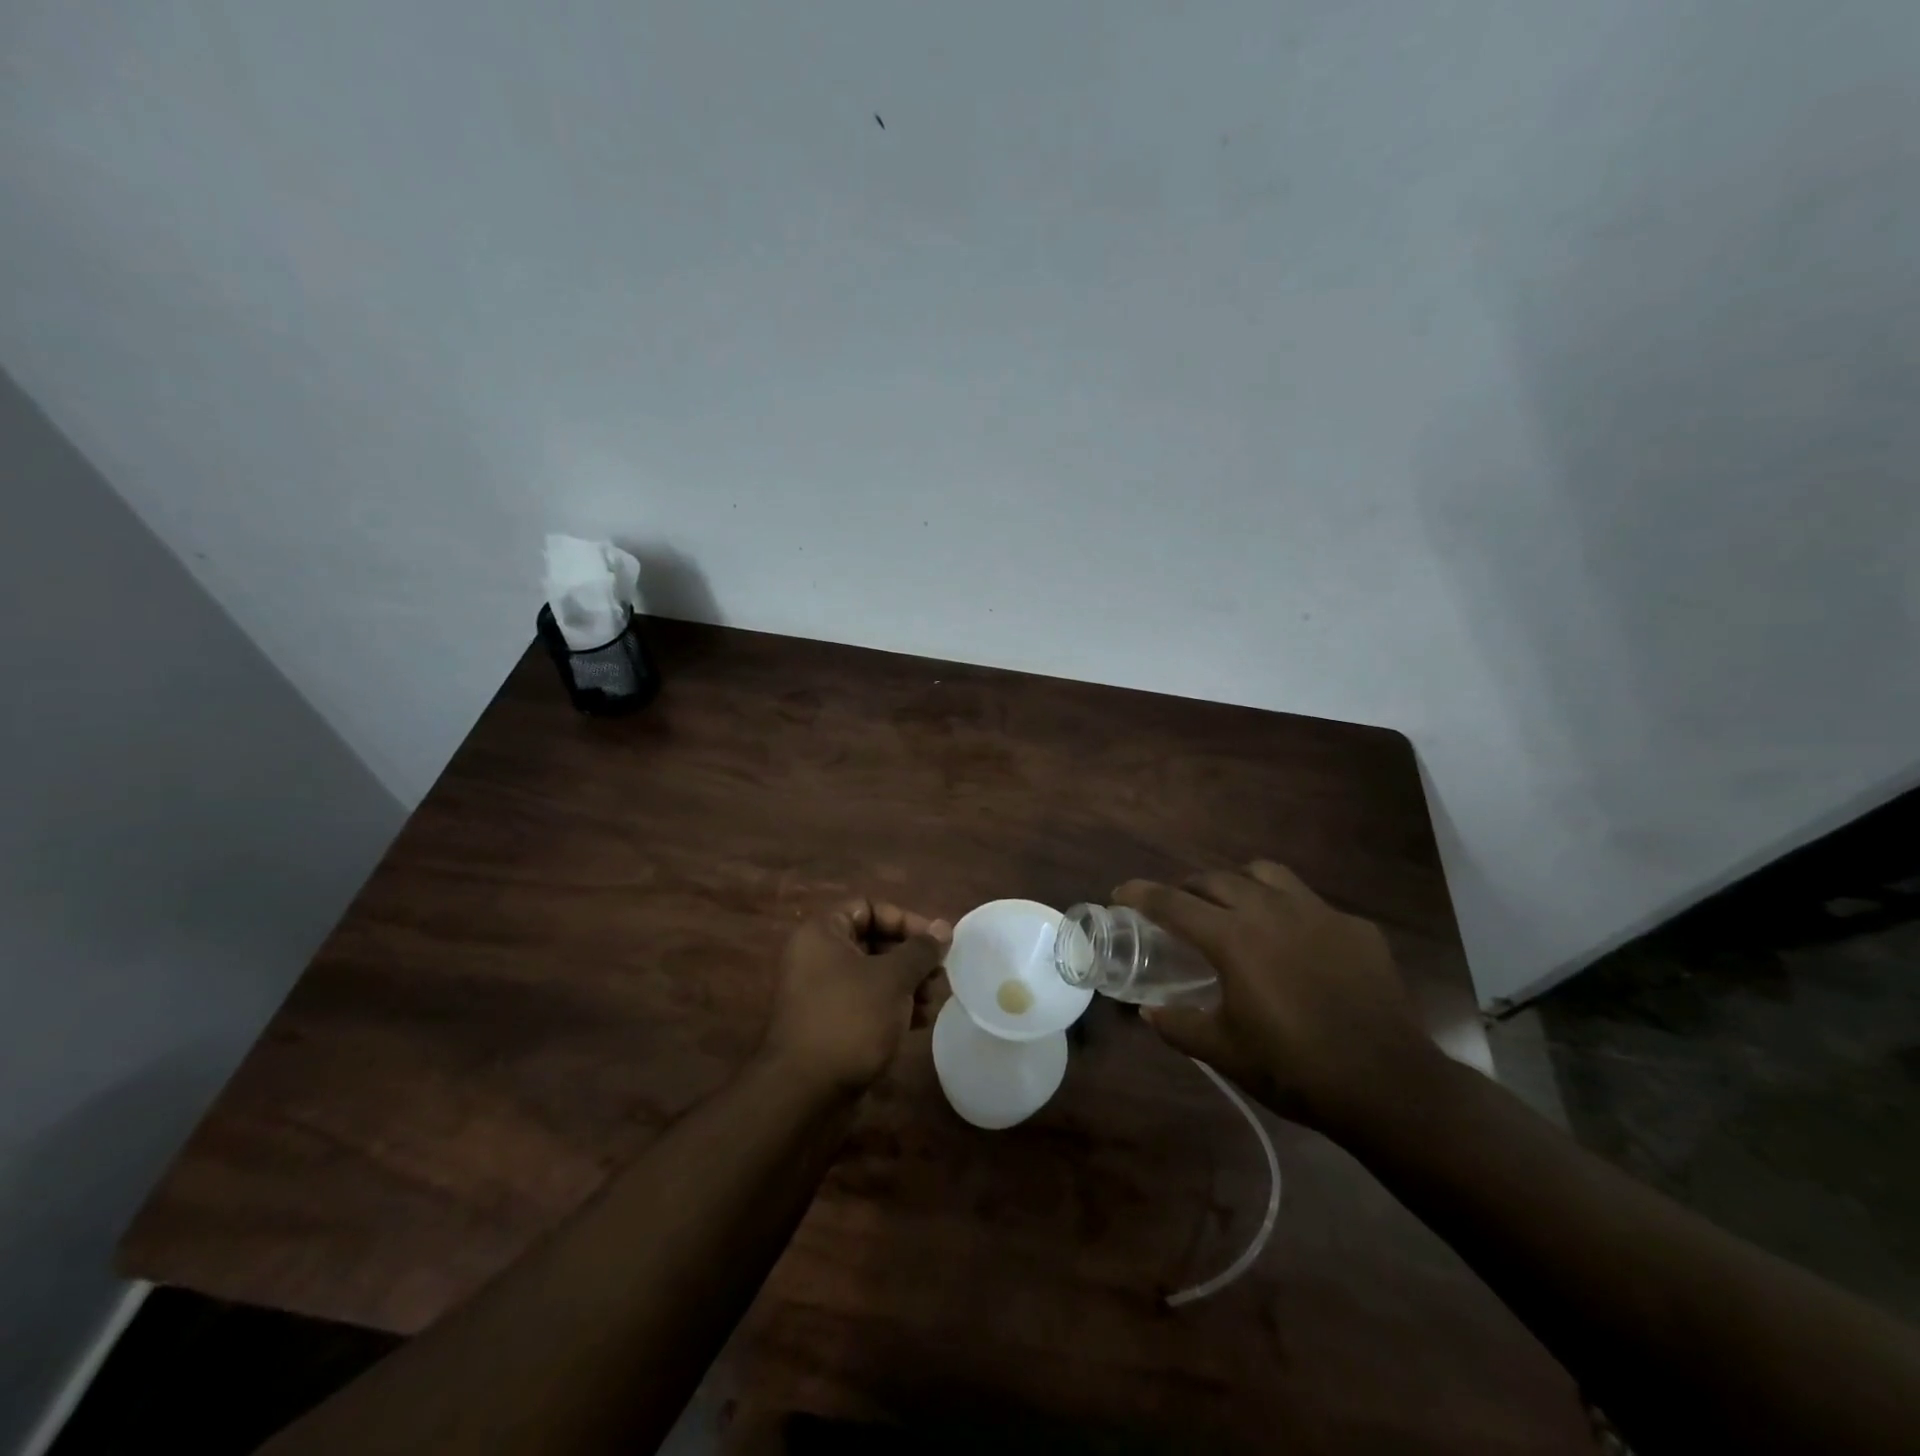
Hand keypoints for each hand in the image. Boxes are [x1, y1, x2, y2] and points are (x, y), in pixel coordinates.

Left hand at [760, 899, 951, 1095]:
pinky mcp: (828, 1025)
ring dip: (906, 983)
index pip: (869, 907)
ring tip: (933, 1001)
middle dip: (910, 957)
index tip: (935, 942)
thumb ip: (920, 950)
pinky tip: (919, 1022)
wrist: (805, 1093)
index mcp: (822, 934)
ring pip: (872, 975)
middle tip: (939, 974)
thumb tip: (944, 927)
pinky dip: (892, 1007)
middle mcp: (816, 957)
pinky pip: (865, 1003)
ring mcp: (820, 994)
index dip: (905, 920)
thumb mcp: (893, 978)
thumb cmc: (850, 1019)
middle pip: (872, 941)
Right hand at [1114, 861, 1436, 1133]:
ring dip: (1239, 883)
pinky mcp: (1355, 927)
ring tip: (1234, 906)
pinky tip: (1295, 943)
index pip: (1172, 903)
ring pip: (1266, 873)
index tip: (1120, 893)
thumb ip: (1178, 1025)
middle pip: (1216, 879)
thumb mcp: (1224, 1051)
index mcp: (1233, 938)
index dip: (1140, 894)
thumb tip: (1148, 1011)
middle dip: (1188, 887)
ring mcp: (1318, 913)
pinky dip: (1289, 911)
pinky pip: (1311, 902)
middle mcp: (1270, 910)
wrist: (1388, 1085)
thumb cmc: (1294, 1068)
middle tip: (1177, 909)